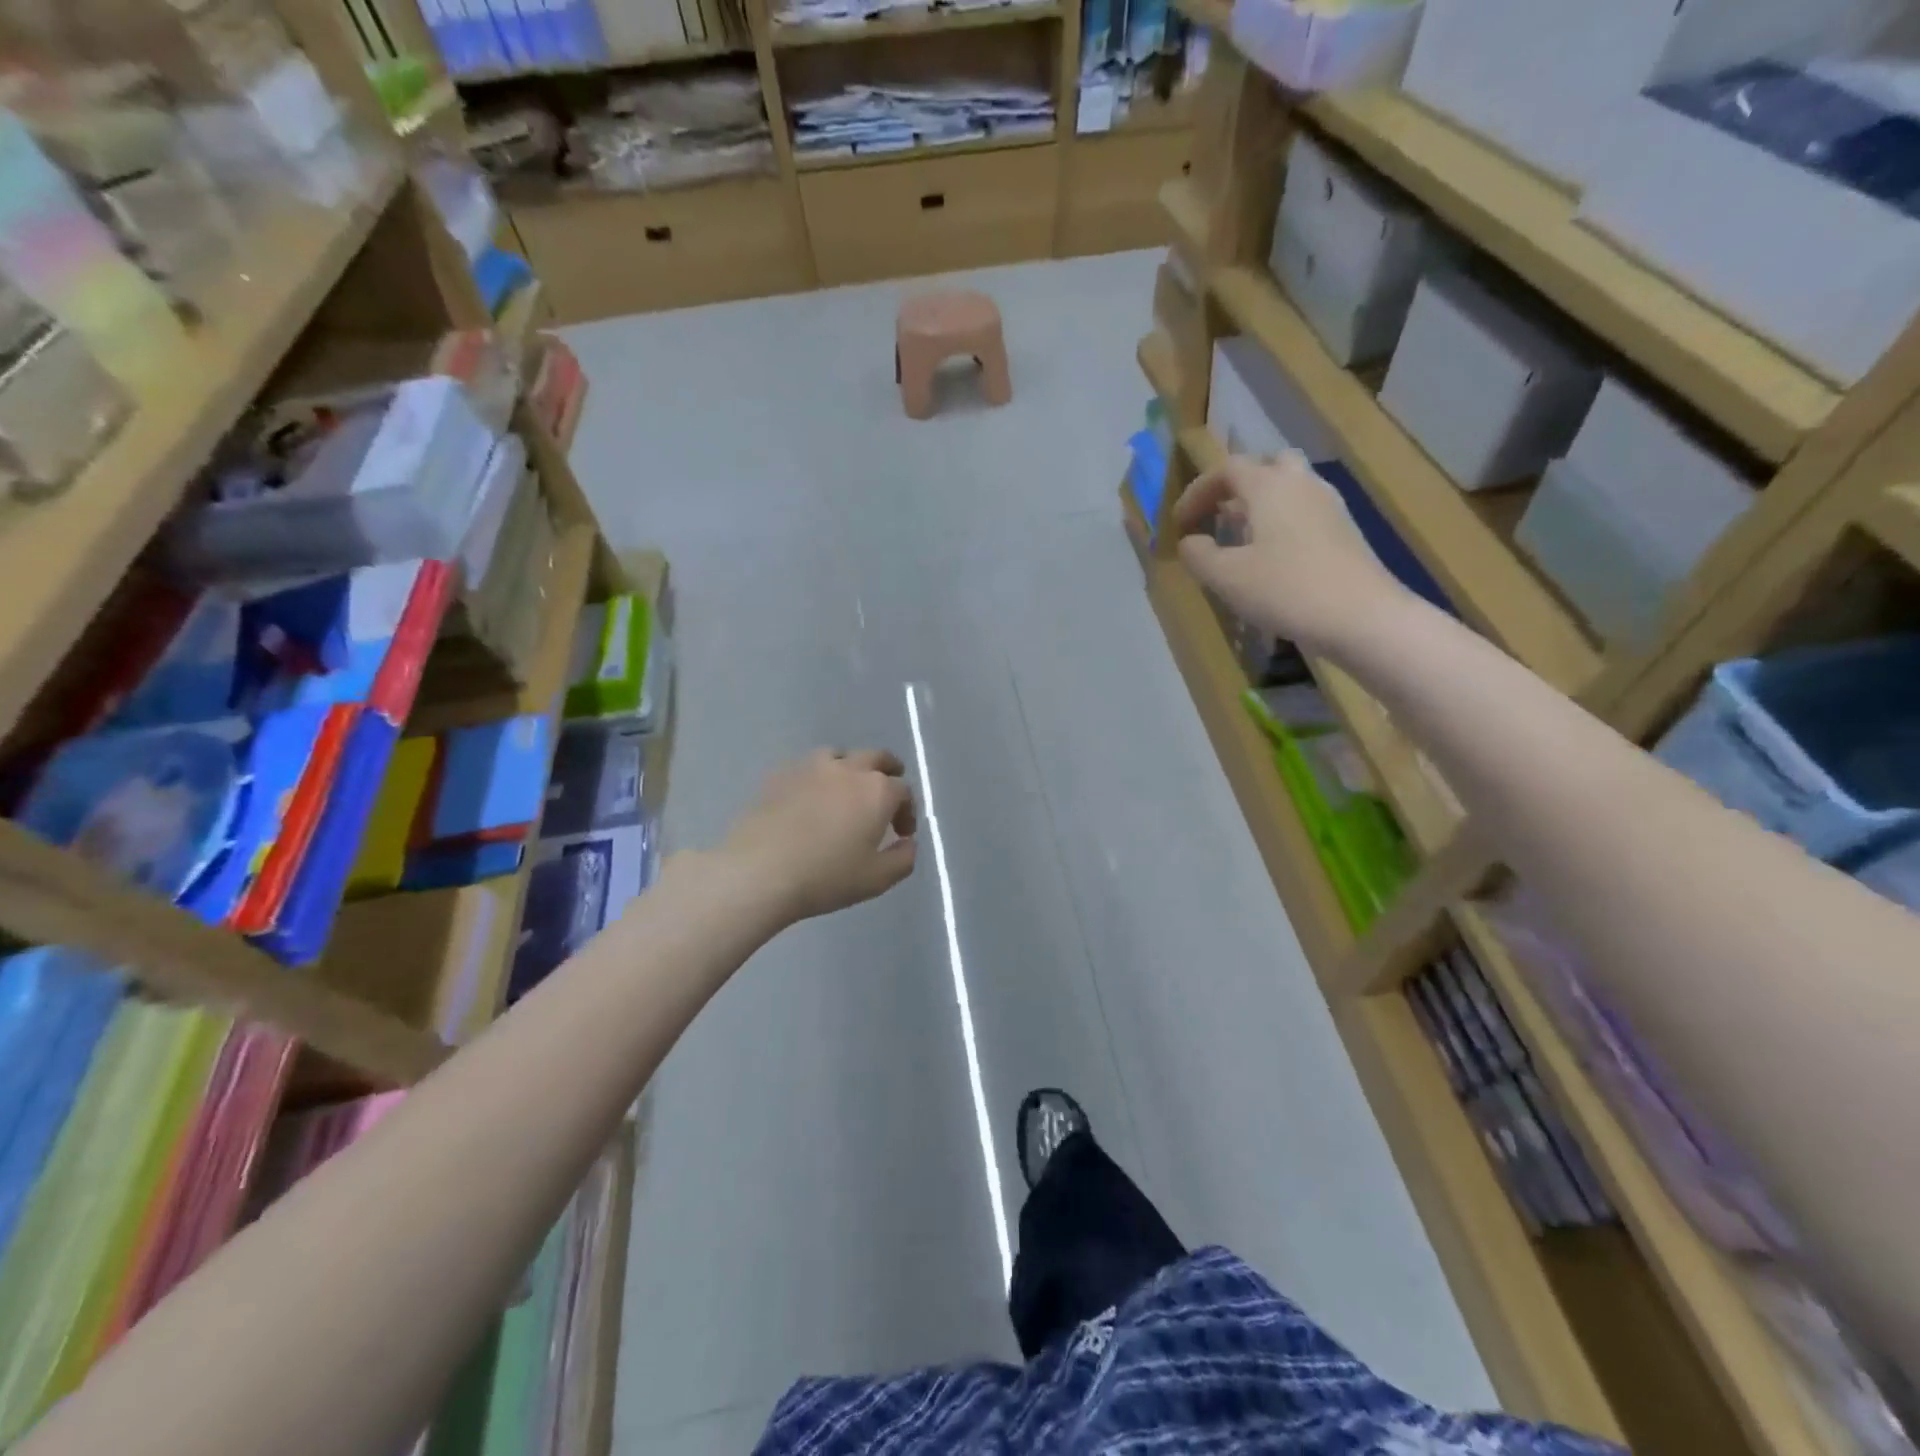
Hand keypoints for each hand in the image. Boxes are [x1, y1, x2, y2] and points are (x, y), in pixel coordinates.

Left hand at [723, 749, 917, 923]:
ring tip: (847, 788)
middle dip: (888, 771)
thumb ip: (903, 859)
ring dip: (851, 767)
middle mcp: (848, 769)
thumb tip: (908, 843)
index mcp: (877, 791)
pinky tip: (810, 797)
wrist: (759, 871)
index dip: (907, 811)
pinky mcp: (780, 774)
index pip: (903, 790)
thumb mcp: (877, 879)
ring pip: (840, 755)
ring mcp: (811, 767)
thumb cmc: (825, 877)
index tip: (901, 833)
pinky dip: (817, 777)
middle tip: (888, 789)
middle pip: (876, 757)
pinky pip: (807, 767)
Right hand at [1173, 452, 1407, 656]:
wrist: (1362, 616)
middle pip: (1267, 466)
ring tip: (1240, 538)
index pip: (1227, 469)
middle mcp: (1302, 484)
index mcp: (1270, 486)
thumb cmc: (1286, 589)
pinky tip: (1270, 557)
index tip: (1179, 522)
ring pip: (1289, 488)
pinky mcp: (1344, 532)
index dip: (1197, 491)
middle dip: (1237, 486)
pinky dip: (1281, 523)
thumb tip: (1189, 541)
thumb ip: (1199, 555)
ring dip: (1260, 505)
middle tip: (1217, 515)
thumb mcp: (1226, 577)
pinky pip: (1304, 512)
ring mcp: (1329, 506)